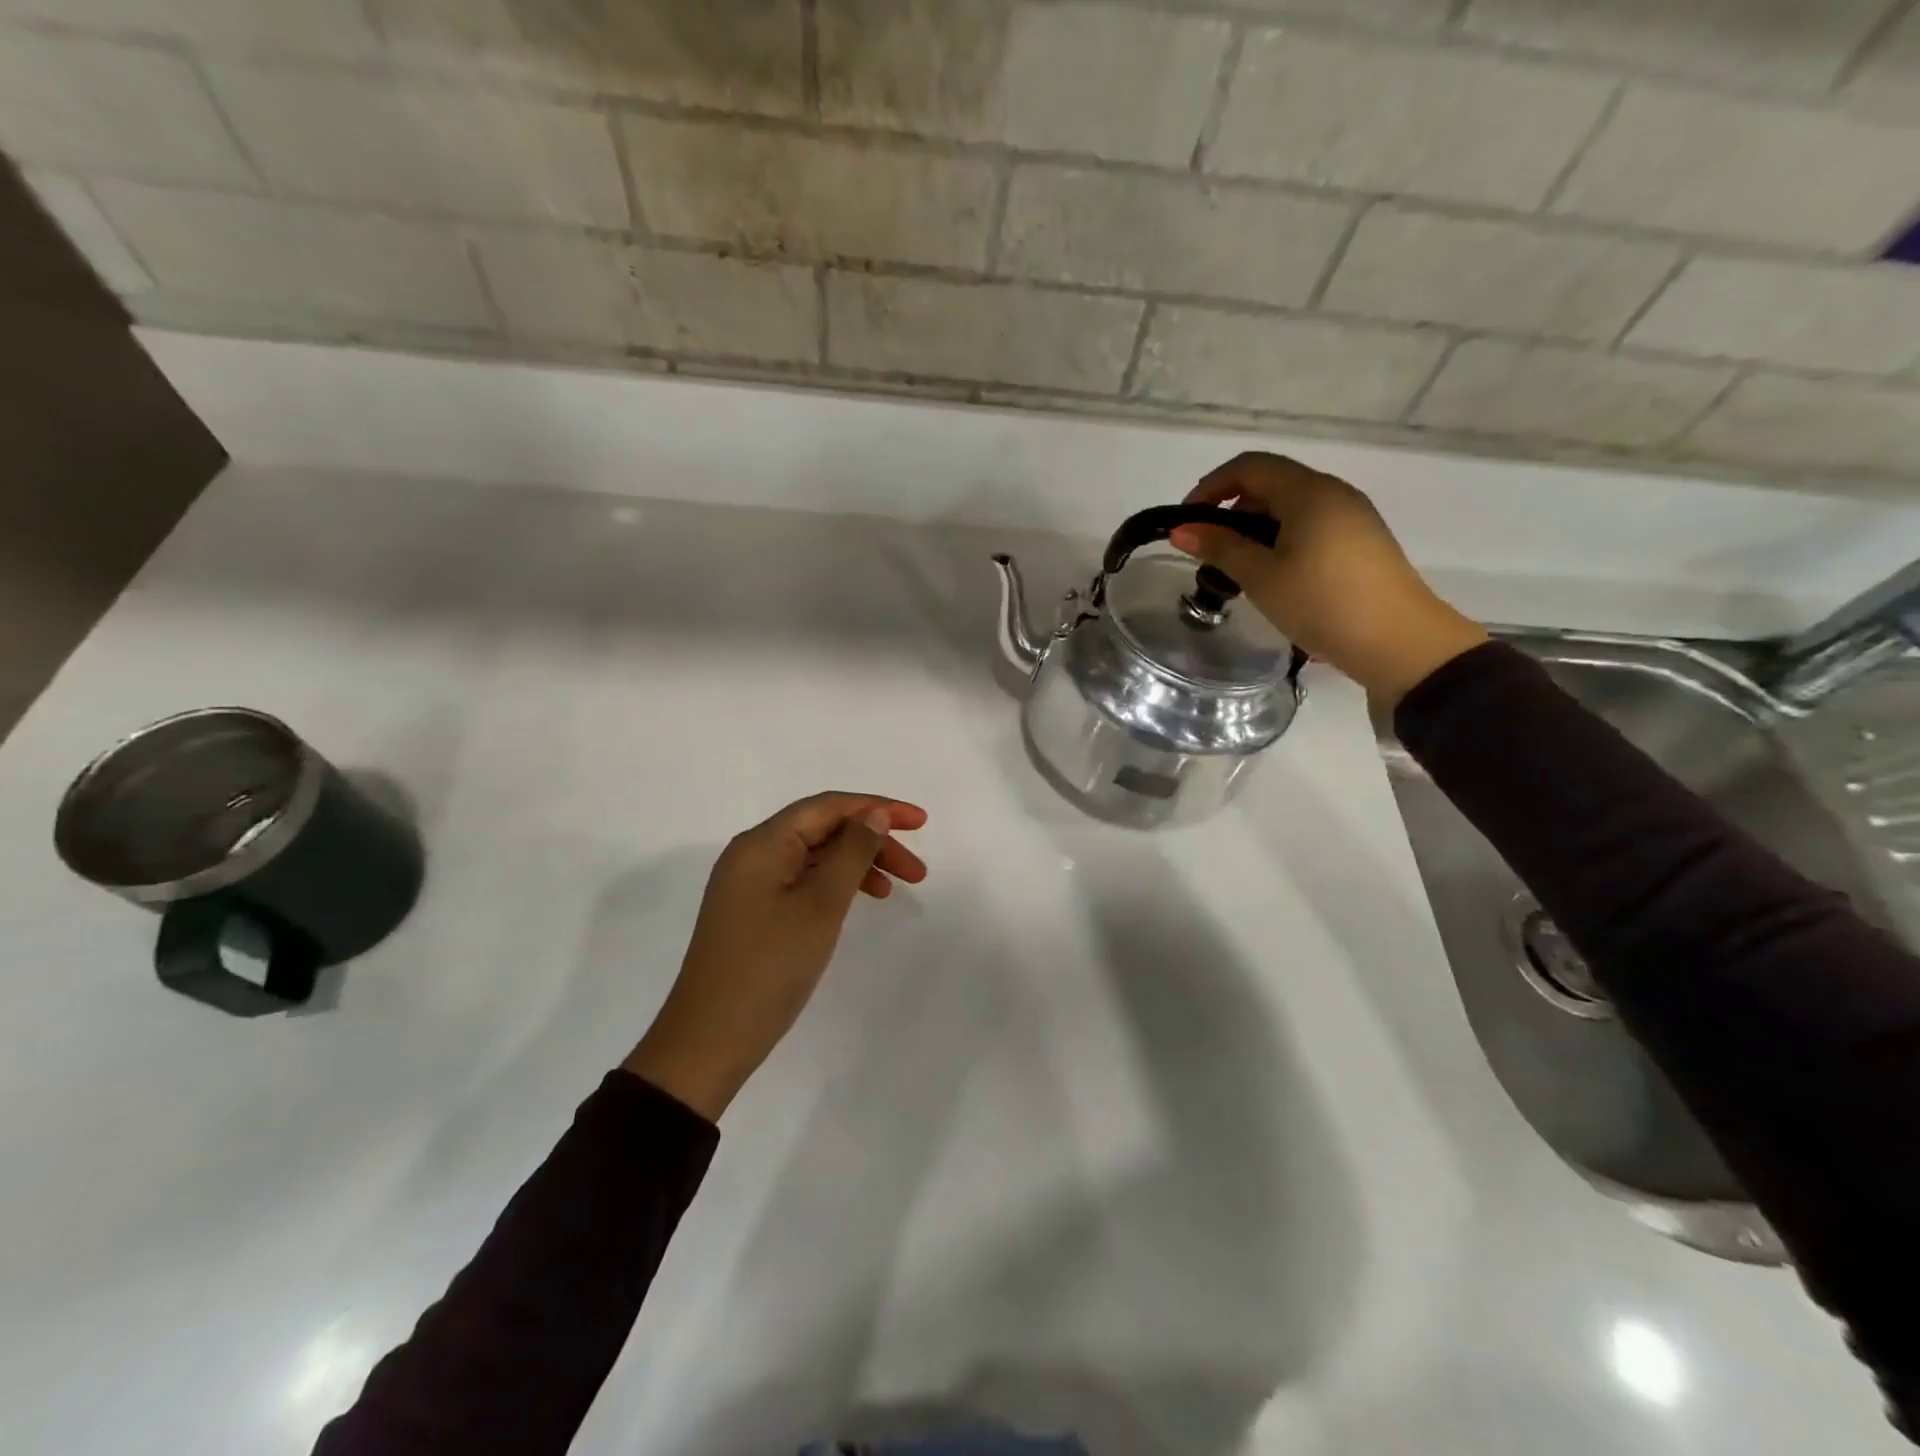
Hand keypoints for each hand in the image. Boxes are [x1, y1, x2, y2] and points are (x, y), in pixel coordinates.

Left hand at [622, 793, 927, 1120]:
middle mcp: (753, 854)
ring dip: (857, 865)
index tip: (921, 822)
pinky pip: (802, 882)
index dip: (878, 807)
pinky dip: (835, 886)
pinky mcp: (753, 912)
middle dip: (872, 841)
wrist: (709, 1041)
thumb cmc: (770, 967)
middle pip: (823, 830)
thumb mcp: (821, 905)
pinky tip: (858, 902)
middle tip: (918, 871)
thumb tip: (874, 815)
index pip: (828, 806)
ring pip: (815, 857)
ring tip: (896, 888)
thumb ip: (852, 853)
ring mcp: (750, 885)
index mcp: (762, 843)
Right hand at [1169, 451, 1488, 704]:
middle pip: (1272, 484)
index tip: (1187, 521)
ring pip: (1292, 508)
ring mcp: (1353, 517)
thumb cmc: (1322, 602)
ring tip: (1238, 570)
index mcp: (1308, 492)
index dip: (1211, 486)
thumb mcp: (1262, 577)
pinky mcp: (1362, 542)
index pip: (1250, 466)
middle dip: (1232, 510)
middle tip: (1210, 552)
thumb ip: (1220, 548)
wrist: (1399, 642)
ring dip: (1256, 529)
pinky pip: (1311, 526)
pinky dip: (1282, 540)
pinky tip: (1274, 578)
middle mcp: (1333, 493)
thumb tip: (1181, 529)